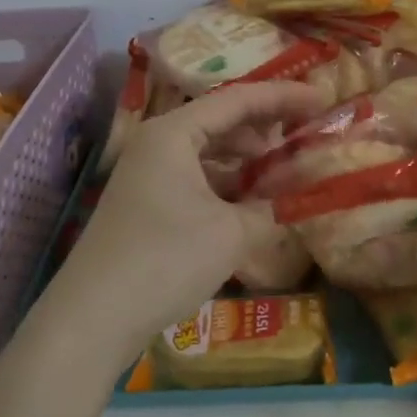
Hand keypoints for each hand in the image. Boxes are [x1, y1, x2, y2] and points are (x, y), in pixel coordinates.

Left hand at [39, 81, 328, 367]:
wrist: (93, 318)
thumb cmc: (165, 260)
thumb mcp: (231, 233)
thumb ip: (272, 206)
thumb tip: (300, 195)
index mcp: (174, 133)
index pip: (238, 99)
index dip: (284, 97)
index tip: (323, 100)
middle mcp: (158, 143)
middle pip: (221, 121)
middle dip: (266, 129)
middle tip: (307, 137)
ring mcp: (148, 174)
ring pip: (209, 153)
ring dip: (248, 161)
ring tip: (286, 173)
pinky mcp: (147, 204)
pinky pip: (197, 179)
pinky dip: (228, 185)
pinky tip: (253, 204)